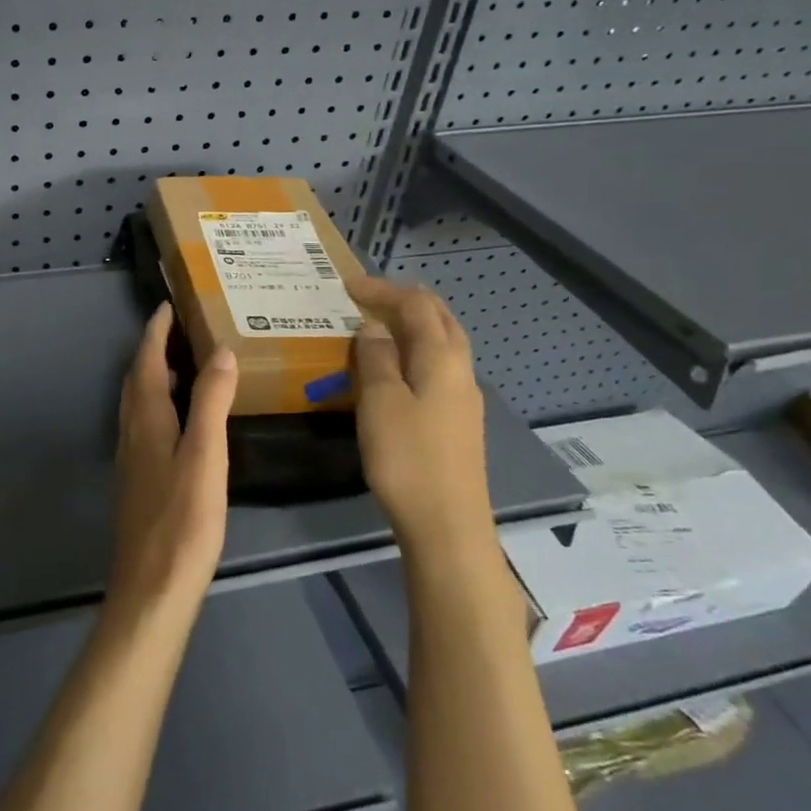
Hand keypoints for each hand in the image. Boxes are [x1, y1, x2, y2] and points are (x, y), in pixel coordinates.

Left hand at [109, 303, 239, 618]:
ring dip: (155, 376)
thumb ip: (211, 403)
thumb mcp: (205, 456)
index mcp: (146, 420)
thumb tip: (220, 352)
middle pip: (137, 379)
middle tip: (183, 329)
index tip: (169, 304)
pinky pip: (146, 425)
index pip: (145, 361)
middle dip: (154, 349)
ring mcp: (132, 458)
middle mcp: (132, 432)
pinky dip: (161, 405)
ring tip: (187, 365)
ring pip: (139, 403)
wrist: (153, 587)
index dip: (155, 331)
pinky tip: (184, 421)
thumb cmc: (183, 521)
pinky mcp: (139, 480)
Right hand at [345, 276, 490, 554]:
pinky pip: (438, 368)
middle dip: (406, 301)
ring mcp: (462, 398)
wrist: (447, 525)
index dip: (383, 290)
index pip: (416, 306)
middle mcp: (459, 371)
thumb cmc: (407, 458)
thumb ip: (376, 358)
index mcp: (442, 359)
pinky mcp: (458, 421)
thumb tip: (372, 326)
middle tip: (368, 297)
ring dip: (413, 326)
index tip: (347, 285)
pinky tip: (395, 369)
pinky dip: (416, 352)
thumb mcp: (380, 402)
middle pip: (440, 319)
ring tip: (378, 326)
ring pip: (443, 344)